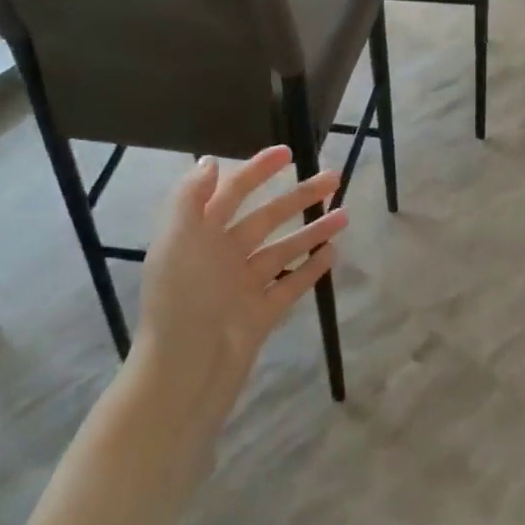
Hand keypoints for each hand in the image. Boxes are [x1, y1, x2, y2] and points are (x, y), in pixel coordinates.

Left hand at [127, 147, 346, 429]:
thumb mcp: (179, 240)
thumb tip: (210, 161)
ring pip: (283, 249)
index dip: (257, 170)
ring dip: (312, 230)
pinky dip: (310, 268)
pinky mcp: (261, 313)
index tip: (288, 152)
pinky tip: (333, 253)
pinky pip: (290, 284)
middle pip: (266, 217)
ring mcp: (243, 286)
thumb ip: (191, 198)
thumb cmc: (183, 299)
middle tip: (333, 177)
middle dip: (298, 196)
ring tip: (345, 215)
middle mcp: (221, 257)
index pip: (230, 192)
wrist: (186, 372)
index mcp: (198, 236)